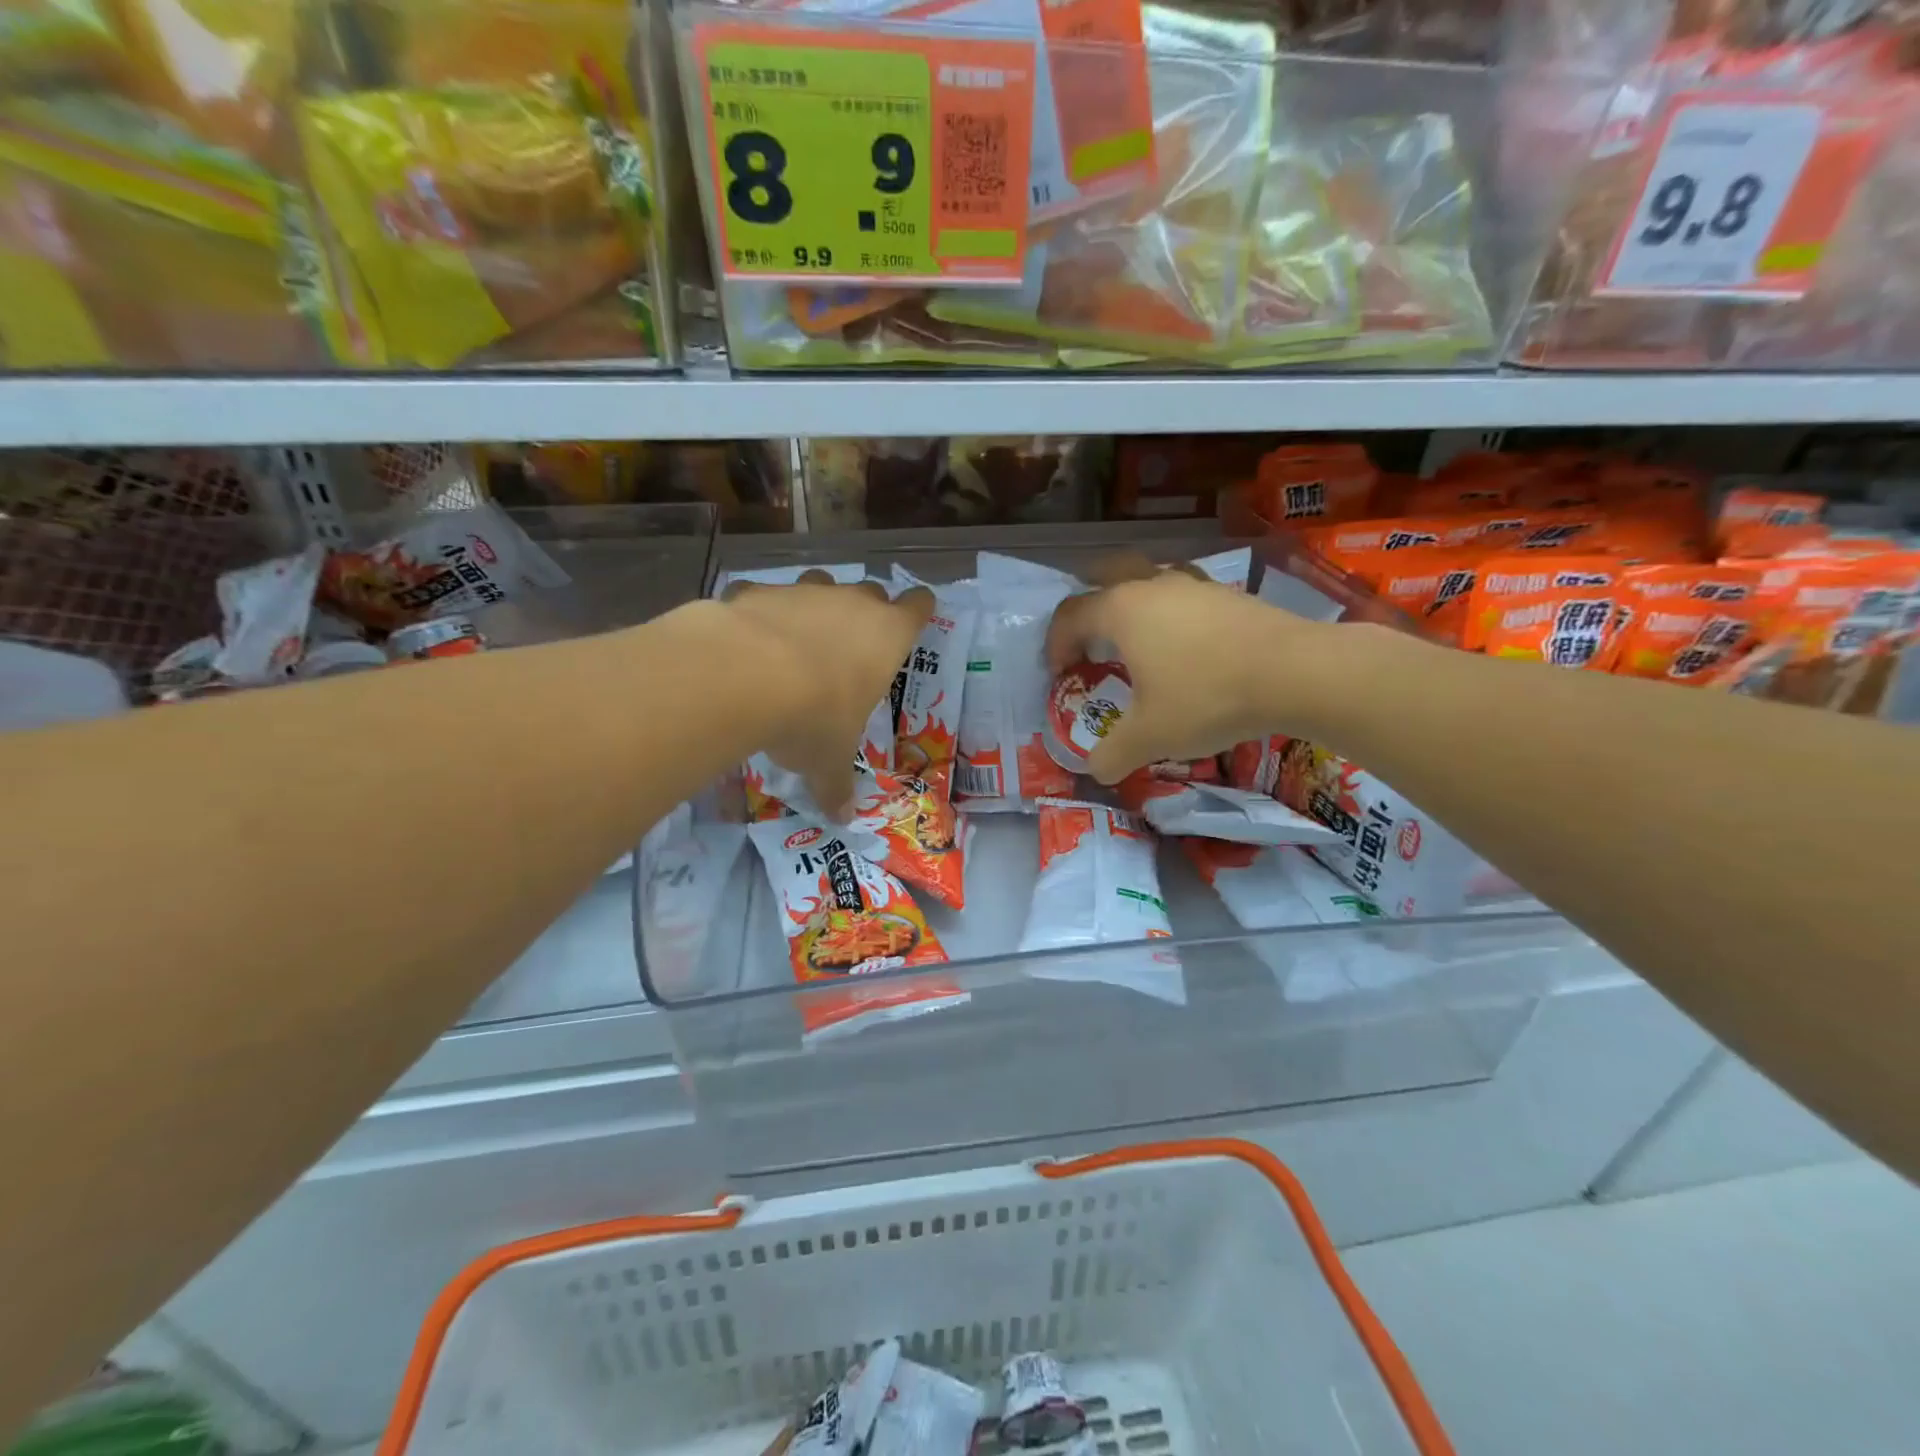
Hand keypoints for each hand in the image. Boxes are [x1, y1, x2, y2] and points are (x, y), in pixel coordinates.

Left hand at [723, 573, 932, 817]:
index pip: (918, 606)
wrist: (745, 676)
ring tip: (799, 640)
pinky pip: (766, 596)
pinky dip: (761, 613)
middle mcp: (851, 603)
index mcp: (887, 636)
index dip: (919, 609)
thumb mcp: (828, 760)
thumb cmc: (814, 717)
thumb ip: (836, 784)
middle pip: (871, 591)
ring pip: (821, 584)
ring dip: (816, 606)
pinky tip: (747, 641)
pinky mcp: (758, 591)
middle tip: (853, 643)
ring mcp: (804, 592)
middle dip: (865, 611)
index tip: (916, 614)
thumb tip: (841, 818)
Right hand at [1044, 563, 1332, 783]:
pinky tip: (1187, 646)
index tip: (1061, 675)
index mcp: (1122, 610)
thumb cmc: (1207, 697)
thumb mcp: (1150, 736)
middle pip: (1105, 575)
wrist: (1297, 673)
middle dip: (1089, 603)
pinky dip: (1173, 614)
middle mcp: (1153, 586)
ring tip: (1139, 641)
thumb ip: (1112, 754)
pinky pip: (1186, 594)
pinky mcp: (1229, 594)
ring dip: (1134, 604)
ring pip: (1150, 579)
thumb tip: (1094, 770)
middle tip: (1090, 638)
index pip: (1070, 615)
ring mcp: (1195, 585)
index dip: (1056, 645)